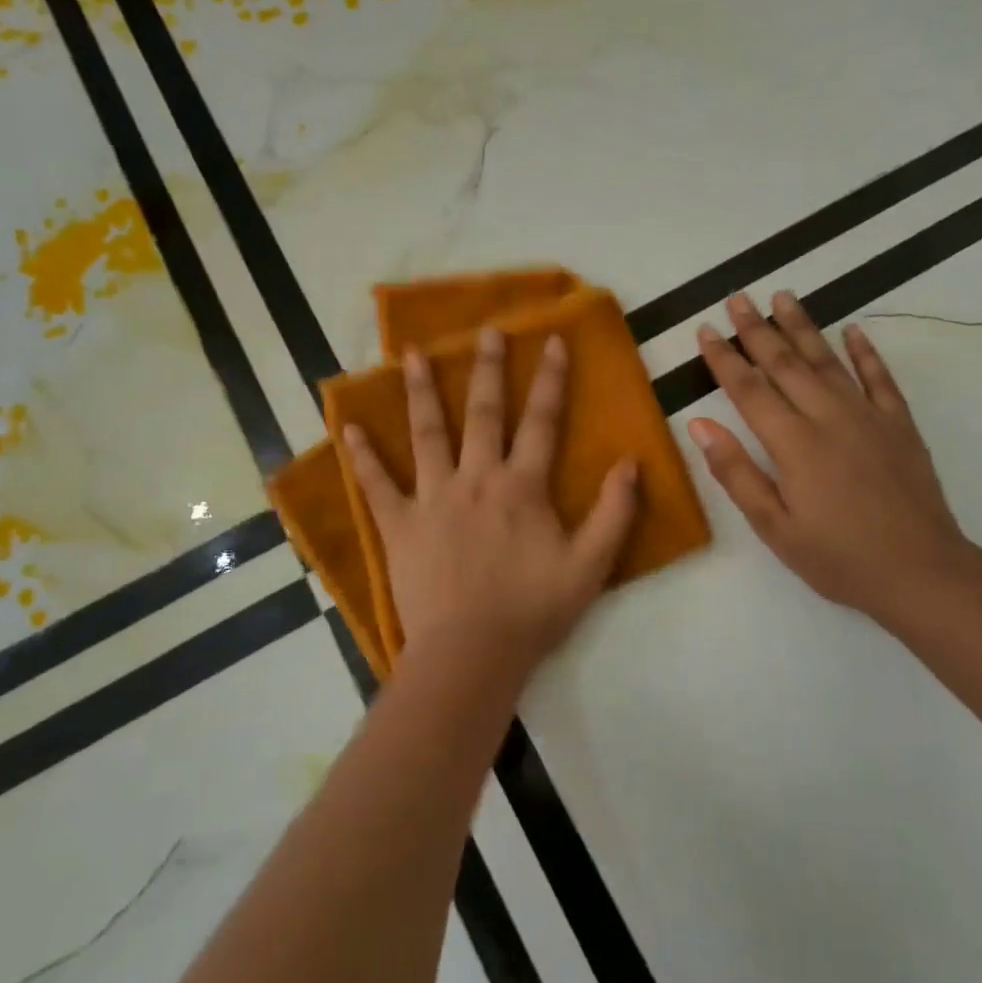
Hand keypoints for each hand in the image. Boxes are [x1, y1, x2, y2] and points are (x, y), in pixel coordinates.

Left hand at [342, 326, 640, 675]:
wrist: (473, 652)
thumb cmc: (534, 610)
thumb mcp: (591, 566)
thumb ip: (614, 512)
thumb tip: (631, 462)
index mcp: (522, 487)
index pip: (541, 421)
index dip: (550, 380)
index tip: (552, 341)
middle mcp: (477, 479)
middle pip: (483, 413)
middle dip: (487, 368)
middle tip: (486, 330)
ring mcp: (433, 498)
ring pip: (427, 434)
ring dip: (421, 392)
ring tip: (412, 354)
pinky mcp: (401, 525)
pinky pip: (378, 485)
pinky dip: (364, 457)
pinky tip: (350, 428)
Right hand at [687, 291, 974, 629]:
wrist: (921, 572)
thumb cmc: (838, 558)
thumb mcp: (774, 527)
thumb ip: (736, 472)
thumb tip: (699, 425)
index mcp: (793, 444)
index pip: (748, 390)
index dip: (724, 358)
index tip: (705, 330)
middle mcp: (828, 417)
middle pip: (785, 363)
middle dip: (757, 329)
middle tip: (738, 297)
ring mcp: (868, 416)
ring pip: (828, 360)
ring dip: (803, 326)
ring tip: (783, 296)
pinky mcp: (899, 425)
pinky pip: (879, 378)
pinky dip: (865, 352)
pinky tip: (853, 331)